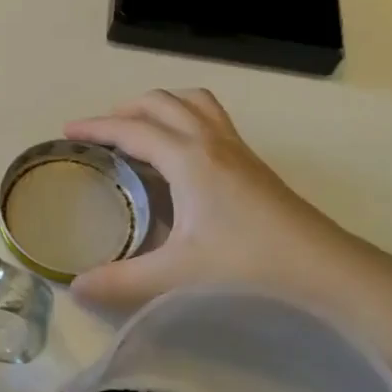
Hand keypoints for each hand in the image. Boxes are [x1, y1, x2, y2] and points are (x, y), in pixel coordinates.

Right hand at [65, 89, 384, 314]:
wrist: (325, 270)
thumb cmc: (248, 265)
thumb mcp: (176, 275)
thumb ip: (120, 281)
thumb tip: (76, 288)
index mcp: (189, 159)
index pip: (132, 129)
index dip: (96, 127)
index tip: (67, 131)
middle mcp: (212, 142)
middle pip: (163, 102)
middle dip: (125, 109)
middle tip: (100, 133)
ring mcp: (237, 149)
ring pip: (194, 103)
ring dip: (161, 106)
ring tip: (139, 131)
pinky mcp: (253, 164)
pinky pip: (212, 120)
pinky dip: (185, 119)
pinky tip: (180, 157)